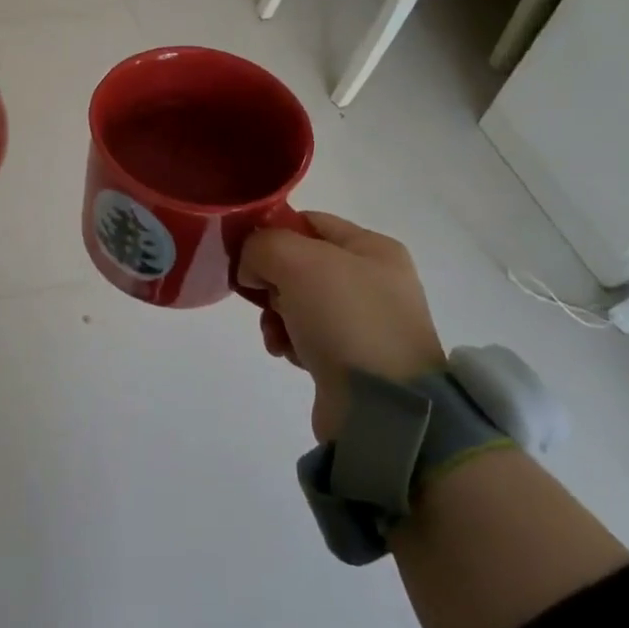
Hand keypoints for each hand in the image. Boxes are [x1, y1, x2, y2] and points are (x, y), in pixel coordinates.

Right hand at [238, 212, 444, 442]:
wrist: (384, 406)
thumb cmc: (346, 319)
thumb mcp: (297, 261)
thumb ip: (263, 246)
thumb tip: (253, 270)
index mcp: (372, 248)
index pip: (308, 221)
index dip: (271, 232)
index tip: (243, 253)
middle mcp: (373, 280)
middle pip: (299, 263)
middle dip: (271, 279)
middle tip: (263, 297)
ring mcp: (364, 321)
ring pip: (296, 302)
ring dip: (274, 315)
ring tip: (276, 333)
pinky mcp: (352, 358)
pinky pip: (305, 336)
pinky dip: (288, 341)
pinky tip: (286, 353)